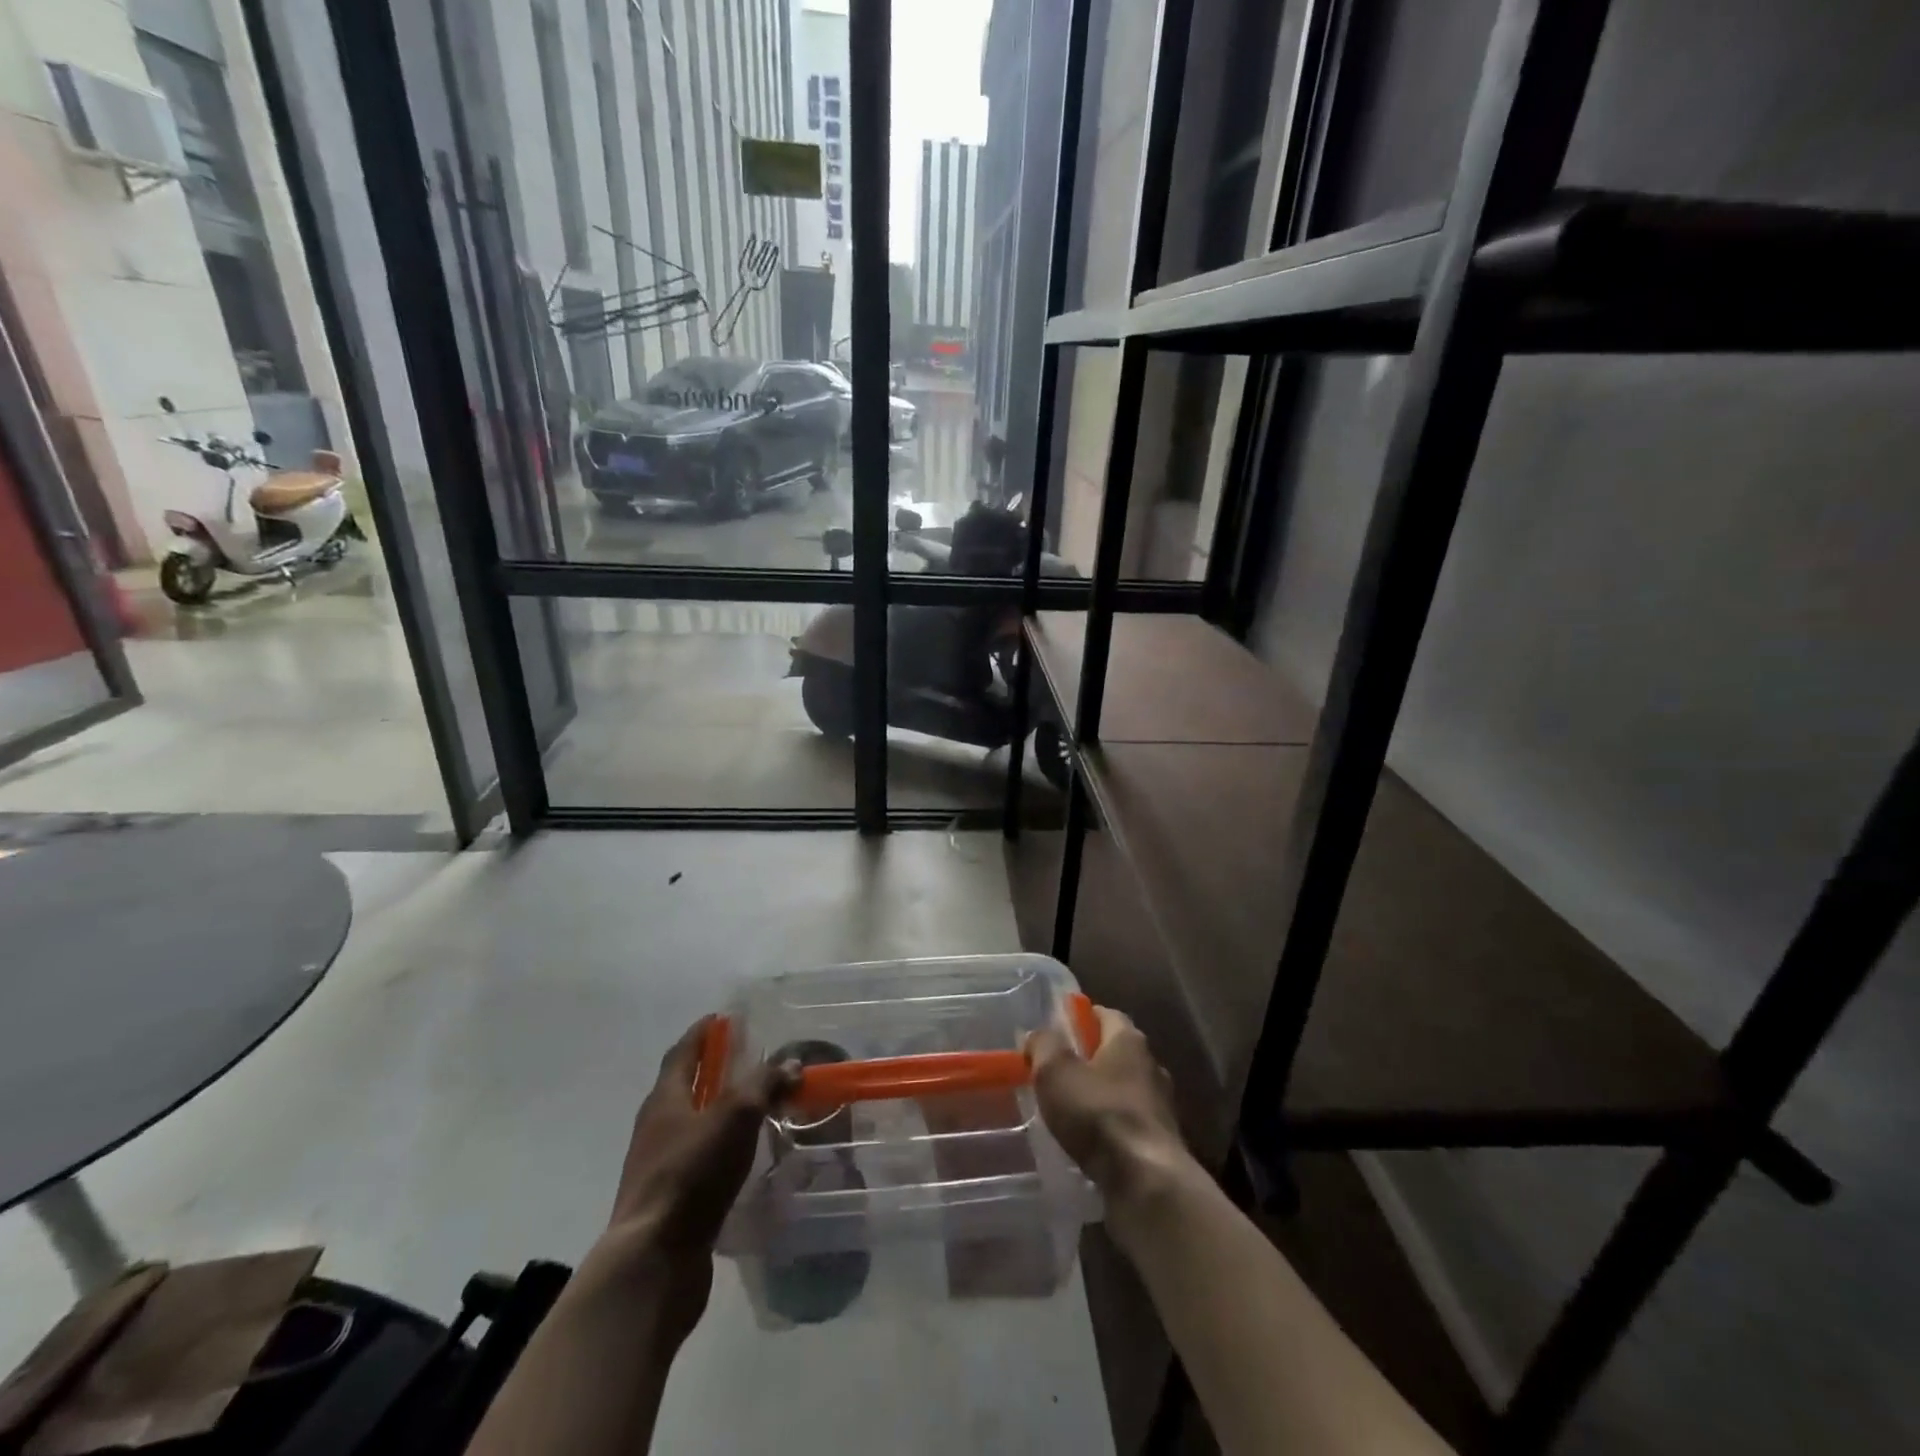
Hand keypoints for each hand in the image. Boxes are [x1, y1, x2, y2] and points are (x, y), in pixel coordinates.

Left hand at [592, 1018, 795, 1329]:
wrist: (654, 1261)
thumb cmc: (692, 1174)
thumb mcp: (735, 1116)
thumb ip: (764, 1084)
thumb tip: (790, 1064)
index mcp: (664, 1100)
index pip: (682, 1053)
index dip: (702, 1033)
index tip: (722, 1019)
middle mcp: (656, 1128)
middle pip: (684, 1088)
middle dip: (712, 1071)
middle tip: (747, 1060)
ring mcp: (659, 1167)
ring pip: (692, 1126)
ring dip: (719, 1112)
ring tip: (754, 1108)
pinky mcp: (670, 1201)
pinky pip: (698, 1160)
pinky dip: (720, 1148)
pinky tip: (744, 1157)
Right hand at [1027, 1005, 1189, 1206]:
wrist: (1146, 1183)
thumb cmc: (1098, 1114)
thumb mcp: (1056, 1071)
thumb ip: (1044, 1045)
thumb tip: (1038, 1034)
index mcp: (1129, 1040)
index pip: (1105, 1014)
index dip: (1081, 1017)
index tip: (1056, 1028)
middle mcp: (1151, 1066)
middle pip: (1116, 1052)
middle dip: (1088, 1058)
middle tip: (1056, 1070)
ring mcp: (1160, 1106)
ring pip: (1123, 1090)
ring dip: (1099, 1096)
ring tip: (1069, 1110)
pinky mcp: (1161, 1143)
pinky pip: (1128, 1125)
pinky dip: (1109, 1128)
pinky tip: (1088, 1142)